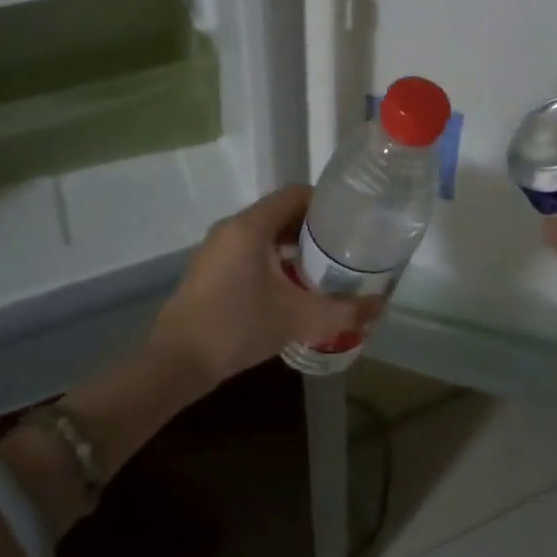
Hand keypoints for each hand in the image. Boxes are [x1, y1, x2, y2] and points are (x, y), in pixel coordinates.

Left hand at [149, 185, 378, 384]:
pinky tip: (290, 288)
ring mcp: (217, 248)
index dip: (326, 204)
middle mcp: (232, 227)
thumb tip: (380, 306)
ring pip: (265, 233)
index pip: (296, 194)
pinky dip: (273, 259)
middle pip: (281, 212)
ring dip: (293, 246)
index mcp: (251, 225)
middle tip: (343, 249)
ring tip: (323, 269)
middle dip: (314, 228)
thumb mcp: (298, 319)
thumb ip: (342, 311)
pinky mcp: (210, 268)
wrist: (176, 362)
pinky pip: (249, 250)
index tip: (351, 223)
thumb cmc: (237, 327)